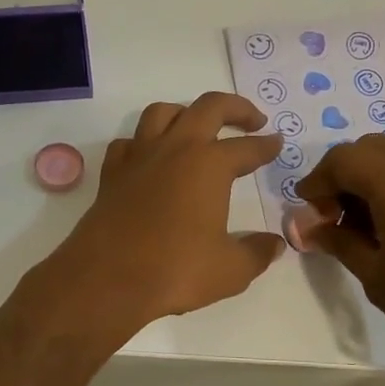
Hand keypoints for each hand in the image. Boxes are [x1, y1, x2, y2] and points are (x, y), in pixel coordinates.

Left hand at [44, 93, 286, 335]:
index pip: (247, 147)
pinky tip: (150, 157)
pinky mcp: (112, 173)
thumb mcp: (230, 269)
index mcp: (210, 164)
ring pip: (163, 112)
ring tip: (197, 127)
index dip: (266, 145)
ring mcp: (140, 157)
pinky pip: (129, 142)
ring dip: (186, 112)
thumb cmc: (175, 269)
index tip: (277, 142)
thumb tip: (275, 244)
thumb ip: (257, 253)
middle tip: (252, 120)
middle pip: (209, 107)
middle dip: (235, 108)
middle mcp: (175, 149)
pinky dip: (143, 142)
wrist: (107, 278)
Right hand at [294, 134, 384, 357]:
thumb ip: (338, 241)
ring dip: (372, 178)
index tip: (307, 210)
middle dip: (344, 174)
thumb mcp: (375, 275)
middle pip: (371, 149)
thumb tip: (306, 227)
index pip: (343, 159)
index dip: (317, 181)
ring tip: (362, 223)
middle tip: (332, 214)